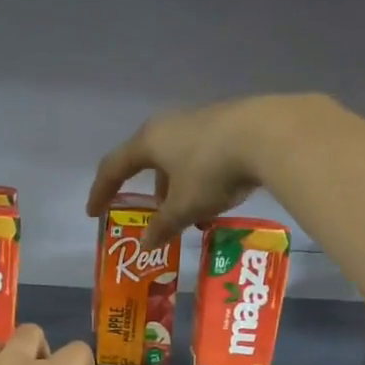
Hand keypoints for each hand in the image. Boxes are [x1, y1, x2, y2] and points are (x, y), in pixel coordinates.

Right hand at [87, 93, 333, 250]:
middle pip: (148, 160)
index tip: (94, 212)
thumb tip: (146, 244)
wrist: (270, 134)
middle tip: (152, 214)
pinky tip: (216, 197)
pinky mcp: (229, 123)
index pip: (113, 167)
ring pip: (178, 158)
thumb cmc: (212, 171)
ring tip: (189, 214)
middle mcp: (170, 125)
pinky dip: (200, 179)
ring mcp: (201, 120)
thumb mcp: (183, 207)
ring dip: (177, 187)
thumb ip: (162, 226)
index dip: (101, 191)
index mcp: (149, 142)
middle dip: (149, 191)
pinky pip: (203, 155)